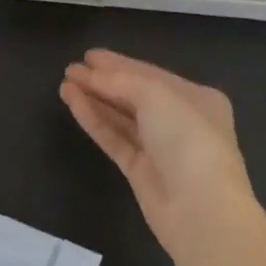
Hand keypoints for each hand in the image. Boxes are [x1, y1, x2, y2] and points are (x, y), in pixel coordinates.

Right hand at [60, 49, 256, 261]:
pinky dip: (95, 121)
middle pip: (135, 95)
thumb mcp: (158, 97)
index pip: (151, 74)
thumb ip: (122, 81)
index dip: (119, 64)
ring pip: (122, 118)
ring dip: (94, 99)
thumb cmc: (189, 140)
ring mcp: (160, 149)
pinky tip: (73, 104)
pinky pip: (115, 139)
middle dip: (103, 81)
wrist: (201, 210)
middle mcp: (180, 121)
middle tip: (71, 69)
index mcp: (197, 98)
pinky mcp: (141, 172)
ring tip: (65, 84)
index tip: (88, 55)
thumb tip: (91, 75)